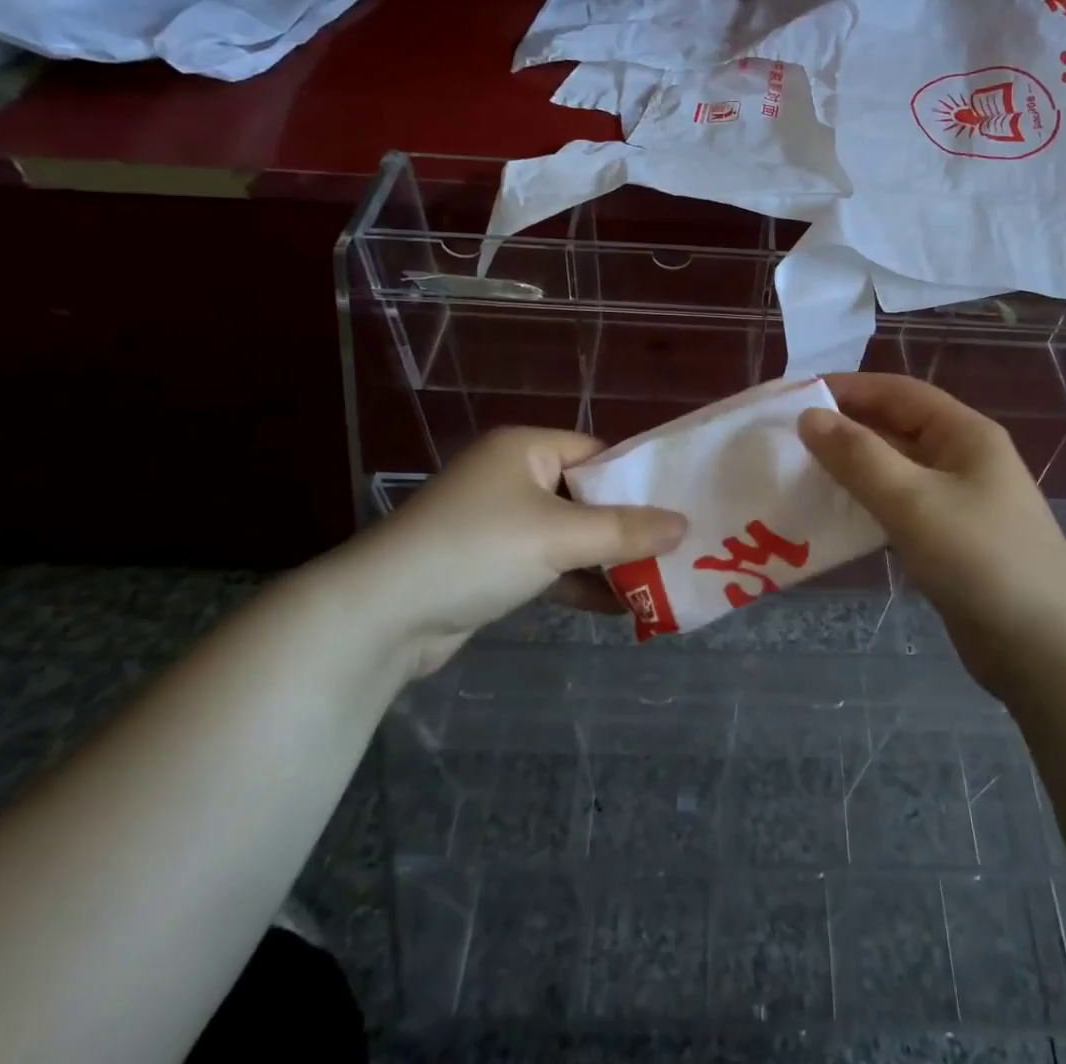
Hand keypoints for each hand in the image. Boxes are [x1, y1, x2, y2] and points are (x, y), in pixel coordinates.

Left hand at [321, 428, 686, 667]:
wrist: (381, 615)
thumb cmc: (477, 550)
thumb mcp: (559, 536)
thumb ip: (625, 531)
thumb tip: (684, 525)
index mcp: (525, 449)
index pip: (596, 453)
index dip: (636, 480)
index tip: (677, 508)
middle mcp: (512, 477)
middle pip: (585, 495)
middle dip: (626, 526)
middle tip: (675, 549)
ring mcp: (499, 522)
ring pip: (569, 534)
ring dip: (606, 560)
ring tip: (659, 582)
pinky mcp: (491, 564)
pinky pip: (548, 564)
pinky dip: (579, 582)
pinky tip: (620, 607)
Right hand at [797, 373, 1065, 692]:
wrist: (1044, 649)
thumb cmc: (981, 559)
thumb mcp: (913, 500)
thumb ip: (858, 456)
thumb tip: (809, 417)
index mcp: (964, 433)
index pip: (897, 391)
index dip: (846, 389)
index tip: (794, 397)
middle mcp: (961, 458)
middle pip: (894, 429)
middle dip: (843, 430)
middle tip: (786, 440)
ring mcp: (957, 501)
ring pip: (893, 471)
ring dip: (850, 471)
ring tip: (798, 476)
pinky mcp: (948, 540)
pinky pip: (898, 508)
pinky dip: (865, 507)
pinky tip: (831, 520)